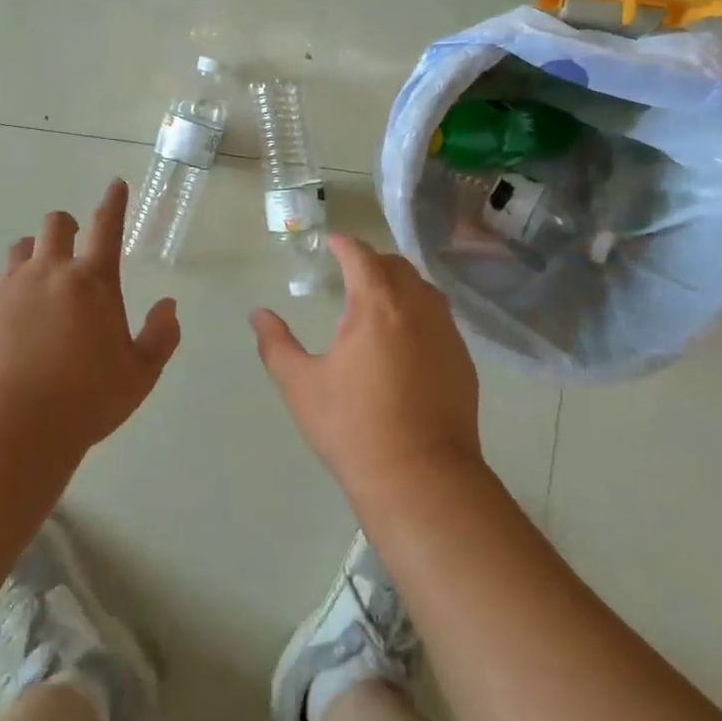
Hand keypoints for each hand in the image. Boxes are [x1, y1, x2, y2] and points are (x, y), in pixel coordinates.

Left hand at [0, 179, 181, 456]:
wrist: (16, 427)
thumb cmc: (88, 399)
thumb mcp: (140, 374)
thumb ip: (161, 336)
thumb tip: (169, 305)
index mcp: (94, 282)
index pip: (107, 226)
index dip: (114, 202)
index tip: (115, 184)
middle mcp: (51, 272)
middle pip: (55, 224)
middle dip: (65, 228)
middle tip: (70, 254)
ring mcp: (10, 286)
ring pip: (20, 248)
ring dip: (33, 257)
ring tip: (37, 289)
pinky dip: (2, 293)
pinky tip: (7, 320)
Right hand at [250, 235, 484, 498]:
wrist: (422, 478)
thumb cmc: (354, 428)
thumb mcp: (301, 386)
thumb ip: (276, 344)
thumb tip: (258, 314)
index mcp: (376, 305)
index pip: (361, 256)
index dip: (344, 244)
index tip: (331, 242)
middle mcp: (417, 307)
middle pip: (396, 265)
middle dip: (372, 261)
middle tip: (350, 271)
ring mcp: (446, 332)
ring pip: (424, 289)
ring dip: (399, 283)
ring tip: (379, 299)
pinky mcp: (463, 359)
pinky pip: (440, 318)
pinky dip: (419, 311)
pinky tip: (406, 338)